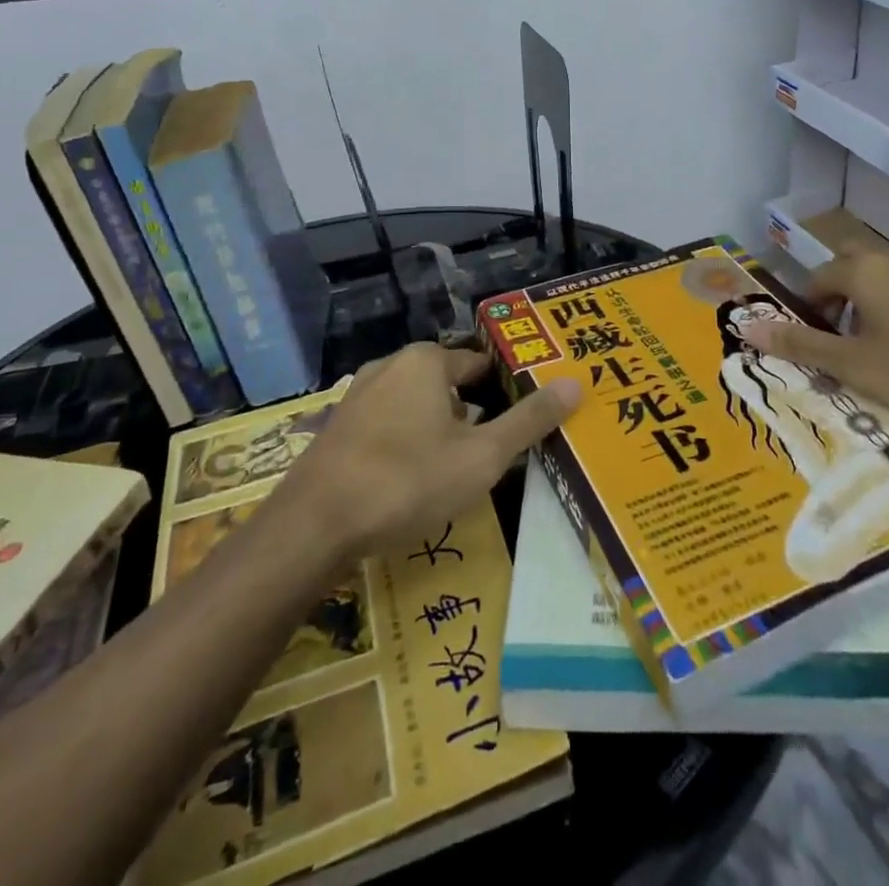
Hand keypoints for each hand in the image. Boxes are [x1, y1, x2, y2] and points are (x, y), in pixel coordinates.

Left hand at [274, 343, 579, 563]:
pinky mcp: (337, 429)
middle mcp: (391, 366)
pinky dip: (406, 445)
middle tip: (492, 454)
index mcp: (427, 362)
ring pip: (416, 407)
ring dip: (438, 433)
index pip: (481, 365)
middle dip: (471, 416)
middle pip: (448, 385)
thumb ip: (529, 420)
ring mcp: (358, 396)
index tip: (522, 421)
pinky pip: (388, 427)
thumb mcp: (482, 456)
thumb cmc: (408, 481)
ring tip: (456, 473)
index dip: (506, 391)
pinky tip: (411, 482)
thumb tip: (575, 383)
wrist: (313, 526)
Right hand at [738, 246, 888, 424]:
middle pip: (847, 270)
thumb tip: (747, 329)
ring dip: (868, 307)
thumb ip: (801, 346)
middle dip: (836, 301)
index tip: (815, 348)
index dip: (807, 313)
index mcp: (859, 270)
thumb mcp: (856, 365)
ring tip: (877, 351)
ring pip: (880, 279)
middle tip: (841, 342)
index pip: (814, 281)